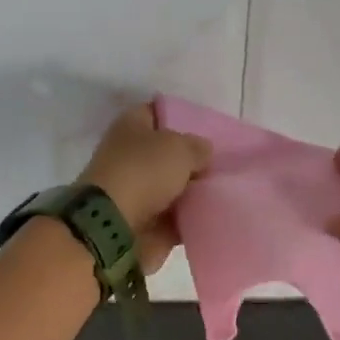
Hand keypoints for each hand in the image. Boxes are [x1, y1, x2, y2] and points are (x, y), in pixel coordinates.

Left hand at [78, 103, 211, 272]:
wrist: (114, 227)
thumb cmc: (143, 173)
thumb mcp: (179, 148)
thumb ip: (197, 147)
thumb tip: (204, 152)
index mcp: (131, 127)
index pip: (157, 113)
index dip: (180, 117)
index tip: (207, 127)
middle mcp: (131, 157)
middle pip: (167, 155)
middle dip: (193, 160)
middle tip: (223, 163)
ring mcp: (136, 193)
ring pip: (173, 188)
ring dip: (194, 192)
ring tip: (225, 189)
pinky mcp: (145, 223)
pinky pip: (175, 219)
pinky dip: (191, 219)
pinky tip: (215, 215)